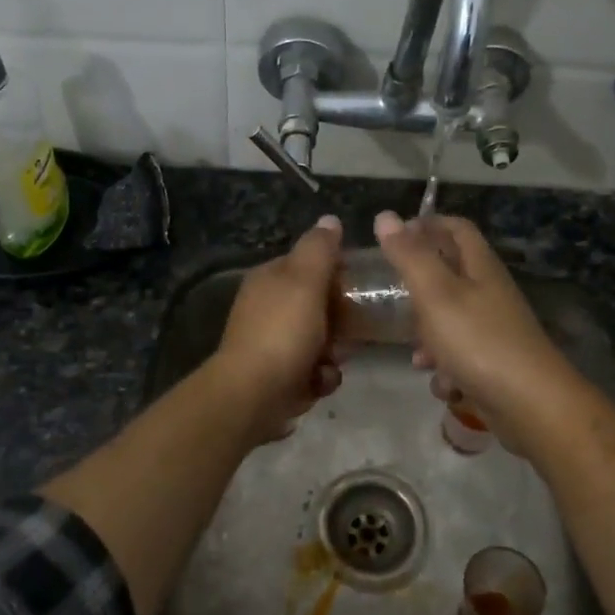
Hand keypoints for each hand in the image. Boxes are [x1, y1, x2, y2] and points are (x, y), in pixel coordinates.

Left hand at [211, 215, 344, 441]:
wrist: (254, 395)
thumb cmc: (283, 332)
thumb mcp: (305, 281)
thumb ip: (319, 249)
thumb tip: (330, 220)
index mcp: (270, 279)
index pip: (310, 264)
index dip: (337, 273)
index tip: (360, 286)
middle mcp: (267, 308)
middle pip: (319, 305)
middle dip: (340, 321)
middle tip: (351, 330)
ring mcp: (272, 343)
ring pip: (321, 340)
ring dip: (333, 354)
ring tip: (330, 361)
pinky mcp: (279, 376)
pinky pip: (313, 370)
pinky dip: (319, 377)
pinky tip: (317, 383)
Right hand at [372, 211, 580, 449]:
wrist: (531, 406)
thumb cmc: (479, 341)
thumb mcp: (435, 294)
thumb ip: (409, 256)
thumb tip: (385, 216)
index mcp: (481, 267)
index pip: (456, 228)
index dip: (427, 224)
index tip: (394, 235)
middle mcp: (490, 293)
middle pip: (451, 276)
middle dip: (419, 288)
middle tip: (392, 297)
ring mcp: (495, 330)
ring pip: (451, 321)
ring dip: (428, 336)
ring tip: (413, 353)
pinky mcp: (495, 364)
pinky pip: (461, 357)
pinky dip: (446, 368)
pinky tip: (442, 384)